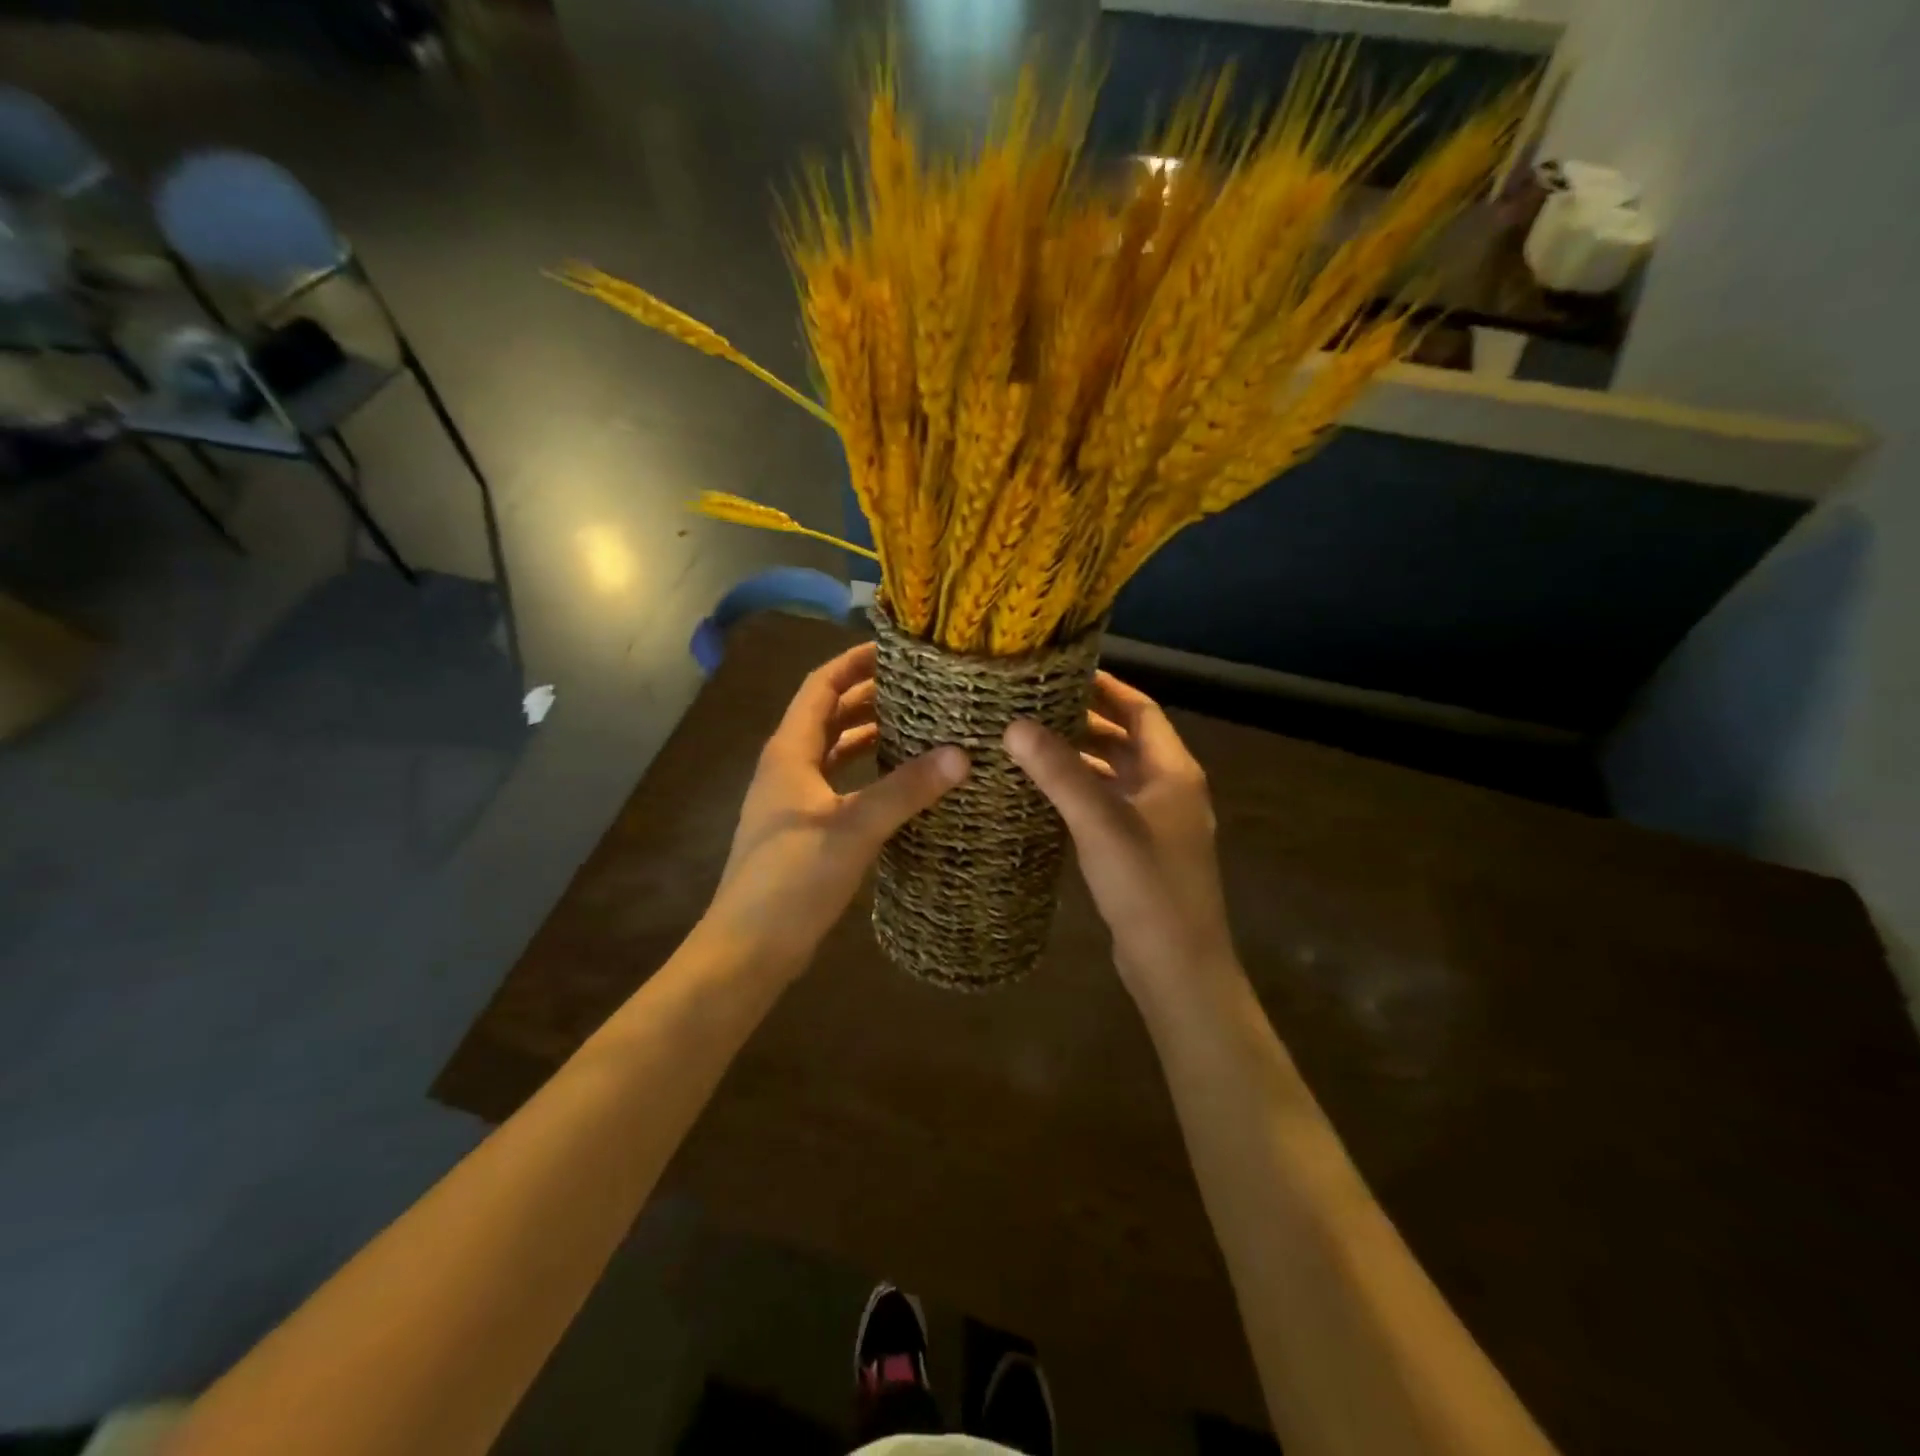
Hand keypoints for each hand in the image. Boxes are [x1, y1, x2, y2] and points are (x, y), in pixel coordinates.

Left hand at [703, 642, 968, 972]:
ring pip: (834, 751)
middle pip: (828, 714)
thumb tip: (962, 754)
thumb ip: (906, 789)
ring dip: (869, 734)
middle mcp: (787, 766)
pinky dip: (866, 772)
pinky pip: (838, 783)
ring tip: (918, 725)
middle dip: (869, 696)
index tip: (896, 649)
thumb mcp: (854, 828)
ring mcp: (792, 799)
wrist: (749, 947)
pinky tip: (899, 781)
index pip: (821, 686)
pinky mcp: (803, 829)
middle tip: (921, 686)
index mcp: (789, 751)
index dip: (853, 662)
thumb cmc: (793, 878)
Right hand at [1005, 672, 1234, 996]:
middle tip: (1034, 706)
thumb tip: (1015, 725)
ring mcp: (1158, 823)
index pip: (1141, 710)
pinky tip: (1046, 795)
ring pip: (1116, 775)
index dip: (1106, 688)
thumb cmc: (1147, 887)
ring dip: (1081, 758)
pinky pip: (1109, 806)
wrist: (1177, 966)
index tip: (1062, 673)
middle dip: (1086, 721)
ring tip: (1031, 743)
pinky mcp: (1142, 852)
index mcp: (1173, 772)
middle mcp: (1170, 790)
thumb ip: (1060, 773)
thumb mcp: (1100, 823)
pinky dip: (1082, 792)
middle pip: (1127, 741)